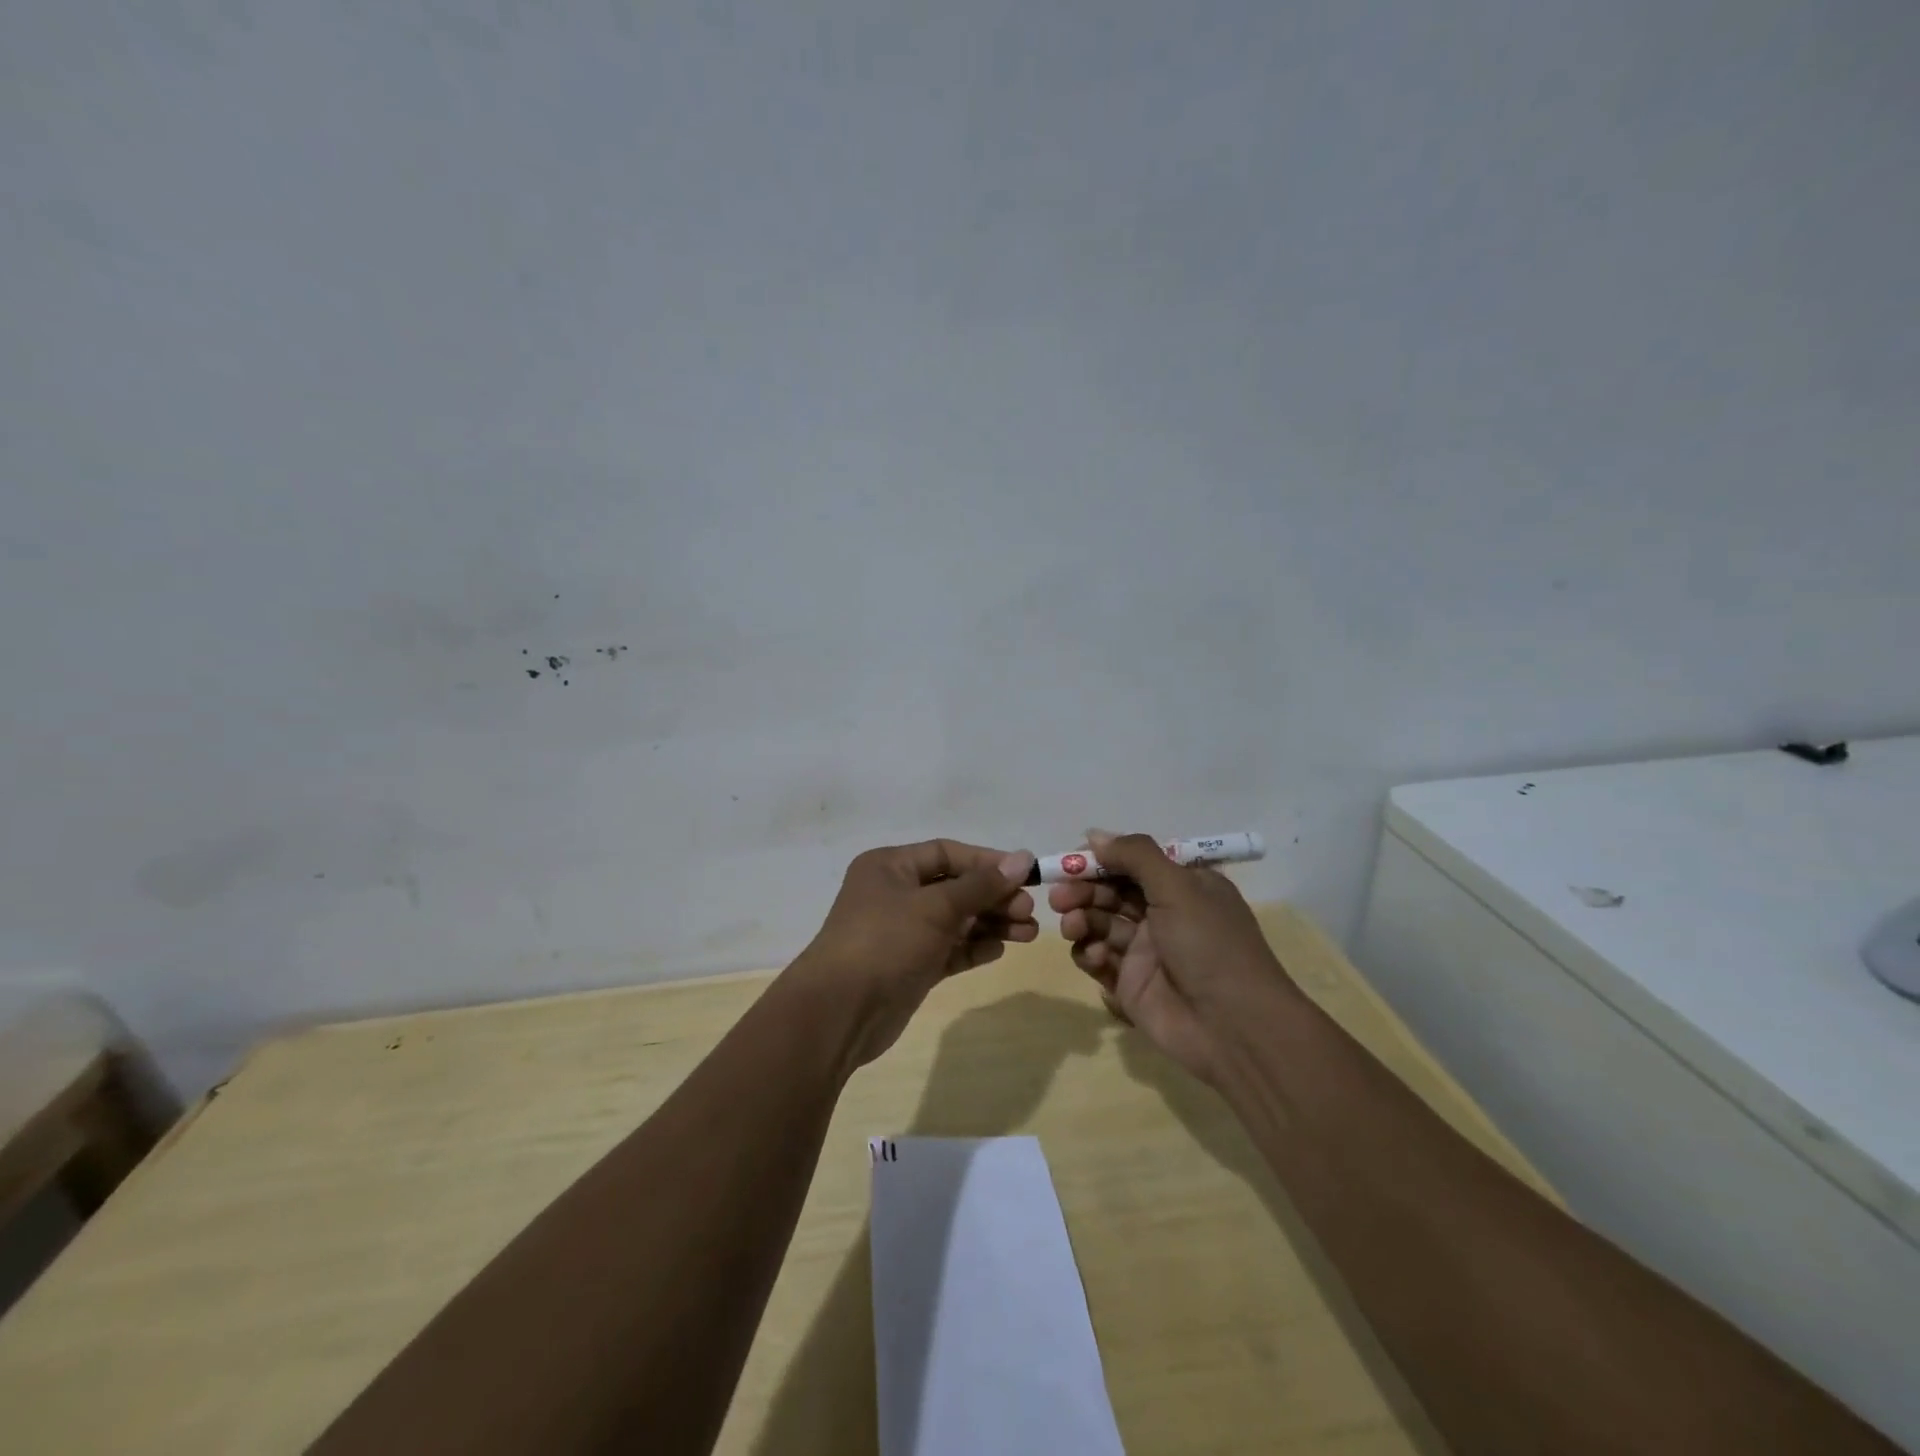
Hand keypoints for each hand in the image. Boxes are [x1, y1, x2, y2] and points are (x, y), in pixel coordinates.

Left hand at [789, 840, 1037, 1068]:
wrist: (840, 1012)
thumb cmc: (886, 942)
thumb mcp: (936, 907)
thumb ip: (981, 885)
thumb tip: (1022, 858)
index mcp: (891, 866)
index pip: (947, 853)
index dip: (987, 862)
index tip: (1026, 873)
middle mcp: (895, 893)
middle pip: (955, 887)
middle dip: (994, 897)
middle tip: (1029, 912)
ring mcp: (902, 932)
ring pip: (955, 920)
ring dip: (991, 924)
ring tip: (1029, 934)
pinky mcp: (909, 965)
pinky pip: (948, 949)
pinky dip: (973, 948)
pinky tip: (1000, 949)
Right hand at [1051, 830, 1289, 1084]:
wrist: (1233, 1027)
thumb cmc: (1209, 945)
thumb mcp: (1179, 887)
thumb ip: (1135, 856)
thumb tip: (1094, 835)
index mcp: (1183, 886)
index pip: (1134, 861)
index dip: (1101, 859)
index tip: (1071, 860)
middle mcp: (1163, 913)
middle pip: (1111, 891)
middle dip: (1083, 890)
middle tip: (1060, 897)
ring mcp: (1145, 950)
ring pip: (1099, 923)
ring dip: (1081, 919)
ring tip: (1072, 926)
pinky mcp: (1129, 983)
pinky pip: (1098, 959)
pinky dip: (1088, 953)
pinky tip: (1093, 957)